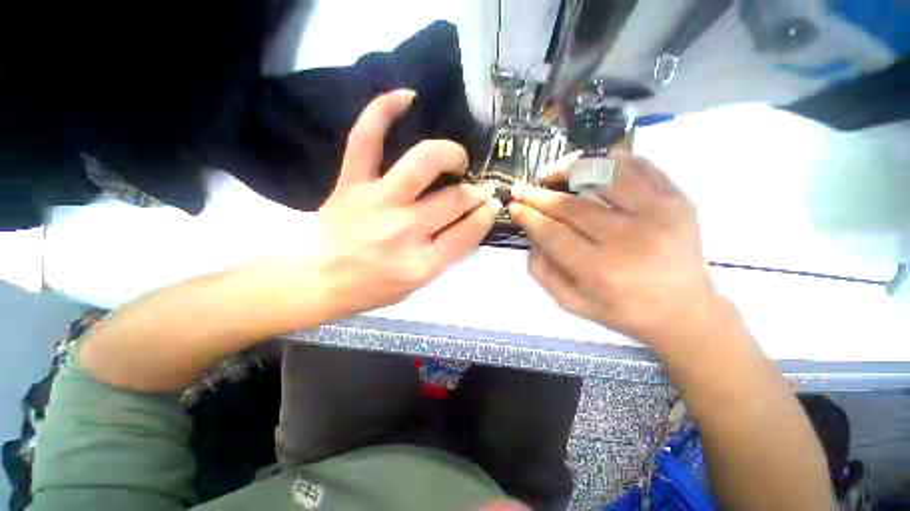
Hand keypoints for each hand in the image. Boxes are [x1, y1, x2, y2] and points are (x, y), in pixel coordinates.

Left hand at [312, 89, 501, 318]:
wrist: (317, 280)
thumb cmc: (371, 288)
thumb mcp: (417, 285)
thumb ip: (445, 255)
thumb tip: (470, 221)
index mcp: (421, 263)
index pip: (467, 232)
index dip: (485, 215)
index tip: (491, 205)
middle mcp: (404, 230)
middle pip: (453, 199)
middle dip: (475, 191)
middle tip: (479, 187)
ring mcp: (377, 202)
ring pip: (422, 163)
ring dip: (449, 154)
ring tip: (456, 158)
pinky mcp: (352, 183)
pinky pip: (366, 139)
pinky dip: (383, 111)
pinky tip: (406, 97)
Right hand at [509, 150, 721, 353]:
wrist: (685, 311)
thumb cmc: (623, 311)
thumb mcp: (571, 303)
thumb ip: (543, 271)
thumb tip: (531, 234)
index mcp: (601, 271)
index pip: (552, 233)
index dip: (528, 216)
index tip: (514, 206)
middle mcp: (630, 239)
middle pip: (572, 205)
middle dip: (538, 194)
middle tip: (521, 188)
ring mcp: (660, 214)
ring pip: (604, 174)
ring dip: (570, 168)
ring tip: (551, 173)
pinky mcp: (679, 200)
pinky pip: (640, 165)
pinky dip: (609, 160)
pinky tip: (589, 165)